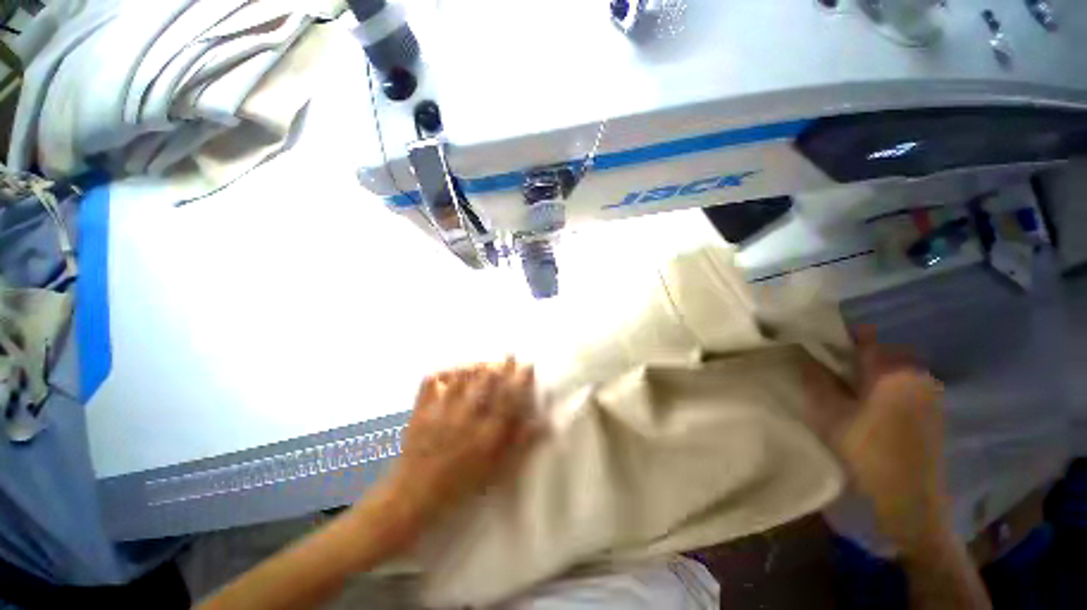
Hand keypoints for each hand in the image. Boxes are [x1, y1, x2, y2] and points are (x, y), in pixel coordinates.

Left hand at [375, 358, 539, 538]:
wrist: (414, 497)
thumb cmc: (461, 485)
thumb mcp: (497, 471)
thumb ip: (520, 444)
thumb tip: (542, 422)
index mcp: (486, 434)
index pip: (509, 398)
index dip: (520, 379)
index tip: (527, 365)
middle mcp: (466, 418)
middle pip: (487, 381)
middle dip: (501, 365)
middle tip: (508, 356)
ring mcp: (441, 412)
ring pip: (462, 377)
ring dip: (477, 365)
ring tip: (485, 362)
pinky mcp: (421, 411)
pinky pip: (432, 382)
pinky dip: (444, 372)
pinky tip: (453, 371)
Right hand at [805, 328, 947, 549]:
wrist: (910, 499)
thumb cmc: (867, 451)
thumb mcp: (830, 414)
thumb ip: (816, 380)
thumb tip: (804, 356)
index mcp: (892, 372)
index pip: (865, 337)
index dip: (840, 336)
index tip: (820, 344)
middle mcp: (916, 375)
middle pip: (882, 351)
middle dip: (856, 355)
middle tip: (831, 370)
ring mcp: (929, 394)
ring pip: (894, 369)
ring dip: (871, 372)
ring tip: (849, 390)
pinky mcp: (933, 412)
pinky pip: (906, 386)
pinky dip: (886, 387)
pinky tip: (871, 407)